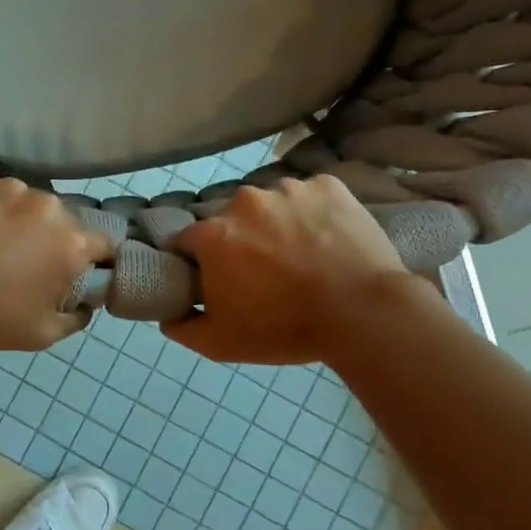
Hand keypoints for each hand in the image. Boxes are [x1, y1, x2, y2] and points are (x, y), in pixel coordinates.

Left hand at [0, 170, 112, 349]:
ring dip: (16, 219)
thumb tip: (84, 304)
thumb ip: (75, 319)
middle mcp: (48, 206)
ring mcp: (10, 186)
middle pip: (60, 220)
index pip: (102, 244)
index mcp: (72, 243)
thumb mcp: (41, 334)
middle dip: (48, 238)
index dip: (91, 260)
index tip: (71, 272)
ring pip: (24, 202)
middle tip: (20, 261)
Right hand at [163, 176, 432, 365]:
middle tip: (264, 271)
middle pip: (230, 220)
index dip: (198, 262)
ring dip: (276, 224)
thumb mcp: (221, 343)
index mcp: (212, 234)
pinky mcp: (327, 185)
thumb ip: (182, 328)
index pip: (187, 241)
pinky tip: (327, 238)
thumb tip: (166, 315)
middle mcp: (243, 201)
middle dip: (239, 240)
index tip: (216, 279)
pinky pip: (309, 195)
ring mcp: (287, 189)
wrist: (364, 313)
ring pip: (270, 205)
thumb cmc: (286, 328)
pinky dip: (312, 212)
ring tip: (301, 255)